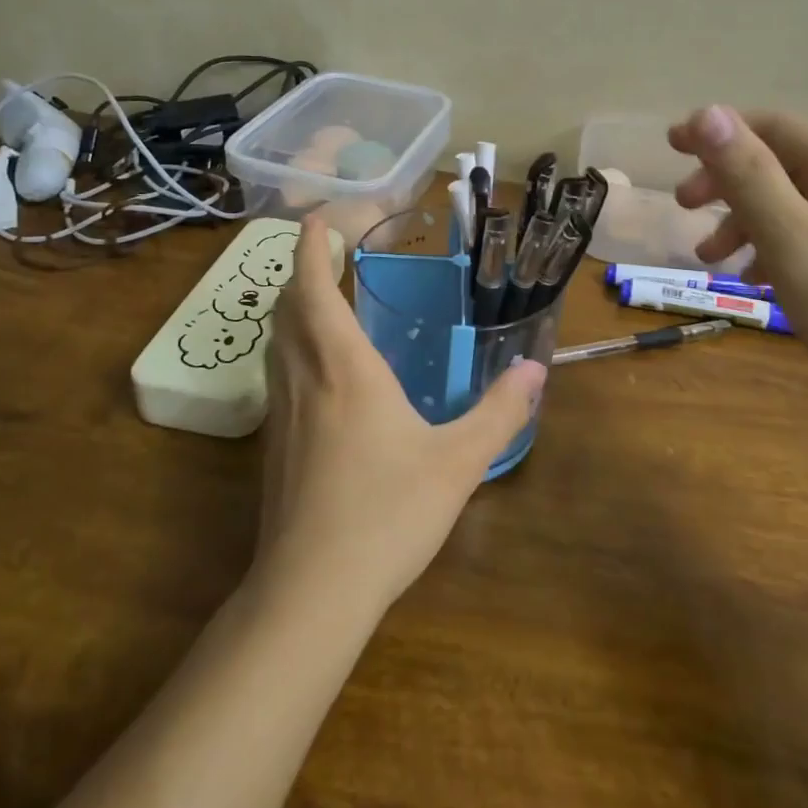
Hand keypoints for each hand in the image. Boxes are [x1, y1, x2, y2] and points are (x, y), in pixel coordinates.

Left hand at [257, 216, 547, 616]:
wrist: (310, 590)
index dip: (312, 246)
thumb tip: (534, 370)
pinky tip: (319, 373)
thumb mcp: (457, 462)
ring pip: (276, 340)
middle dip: (303, 270)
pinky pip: (276, 373)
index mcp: (343, 367)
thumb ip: (498, 412)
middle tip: (330, 253)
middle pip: (287, 306)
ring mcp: (279, 412)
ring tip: (322, 300)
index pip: (315, 286)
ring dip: (293, 308)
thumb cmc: (386, 514)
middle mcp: (303, 378)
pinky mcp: (272, 444)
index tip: (319, 218)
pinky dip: (291, 347)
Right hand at [668, 106, 807, 419]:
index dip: (717, 130)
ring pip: (795, 204)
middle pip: (782, 163)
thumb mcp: (794, 241)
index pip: (773, 125)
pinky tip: (758, 281)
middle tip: (684, 209)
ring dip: (745, 220)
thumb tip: (708, 112)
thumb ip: (749, 176)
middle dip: (726, 180)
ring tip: (710, 259)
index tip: (670, 147)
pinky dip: (775, 248)